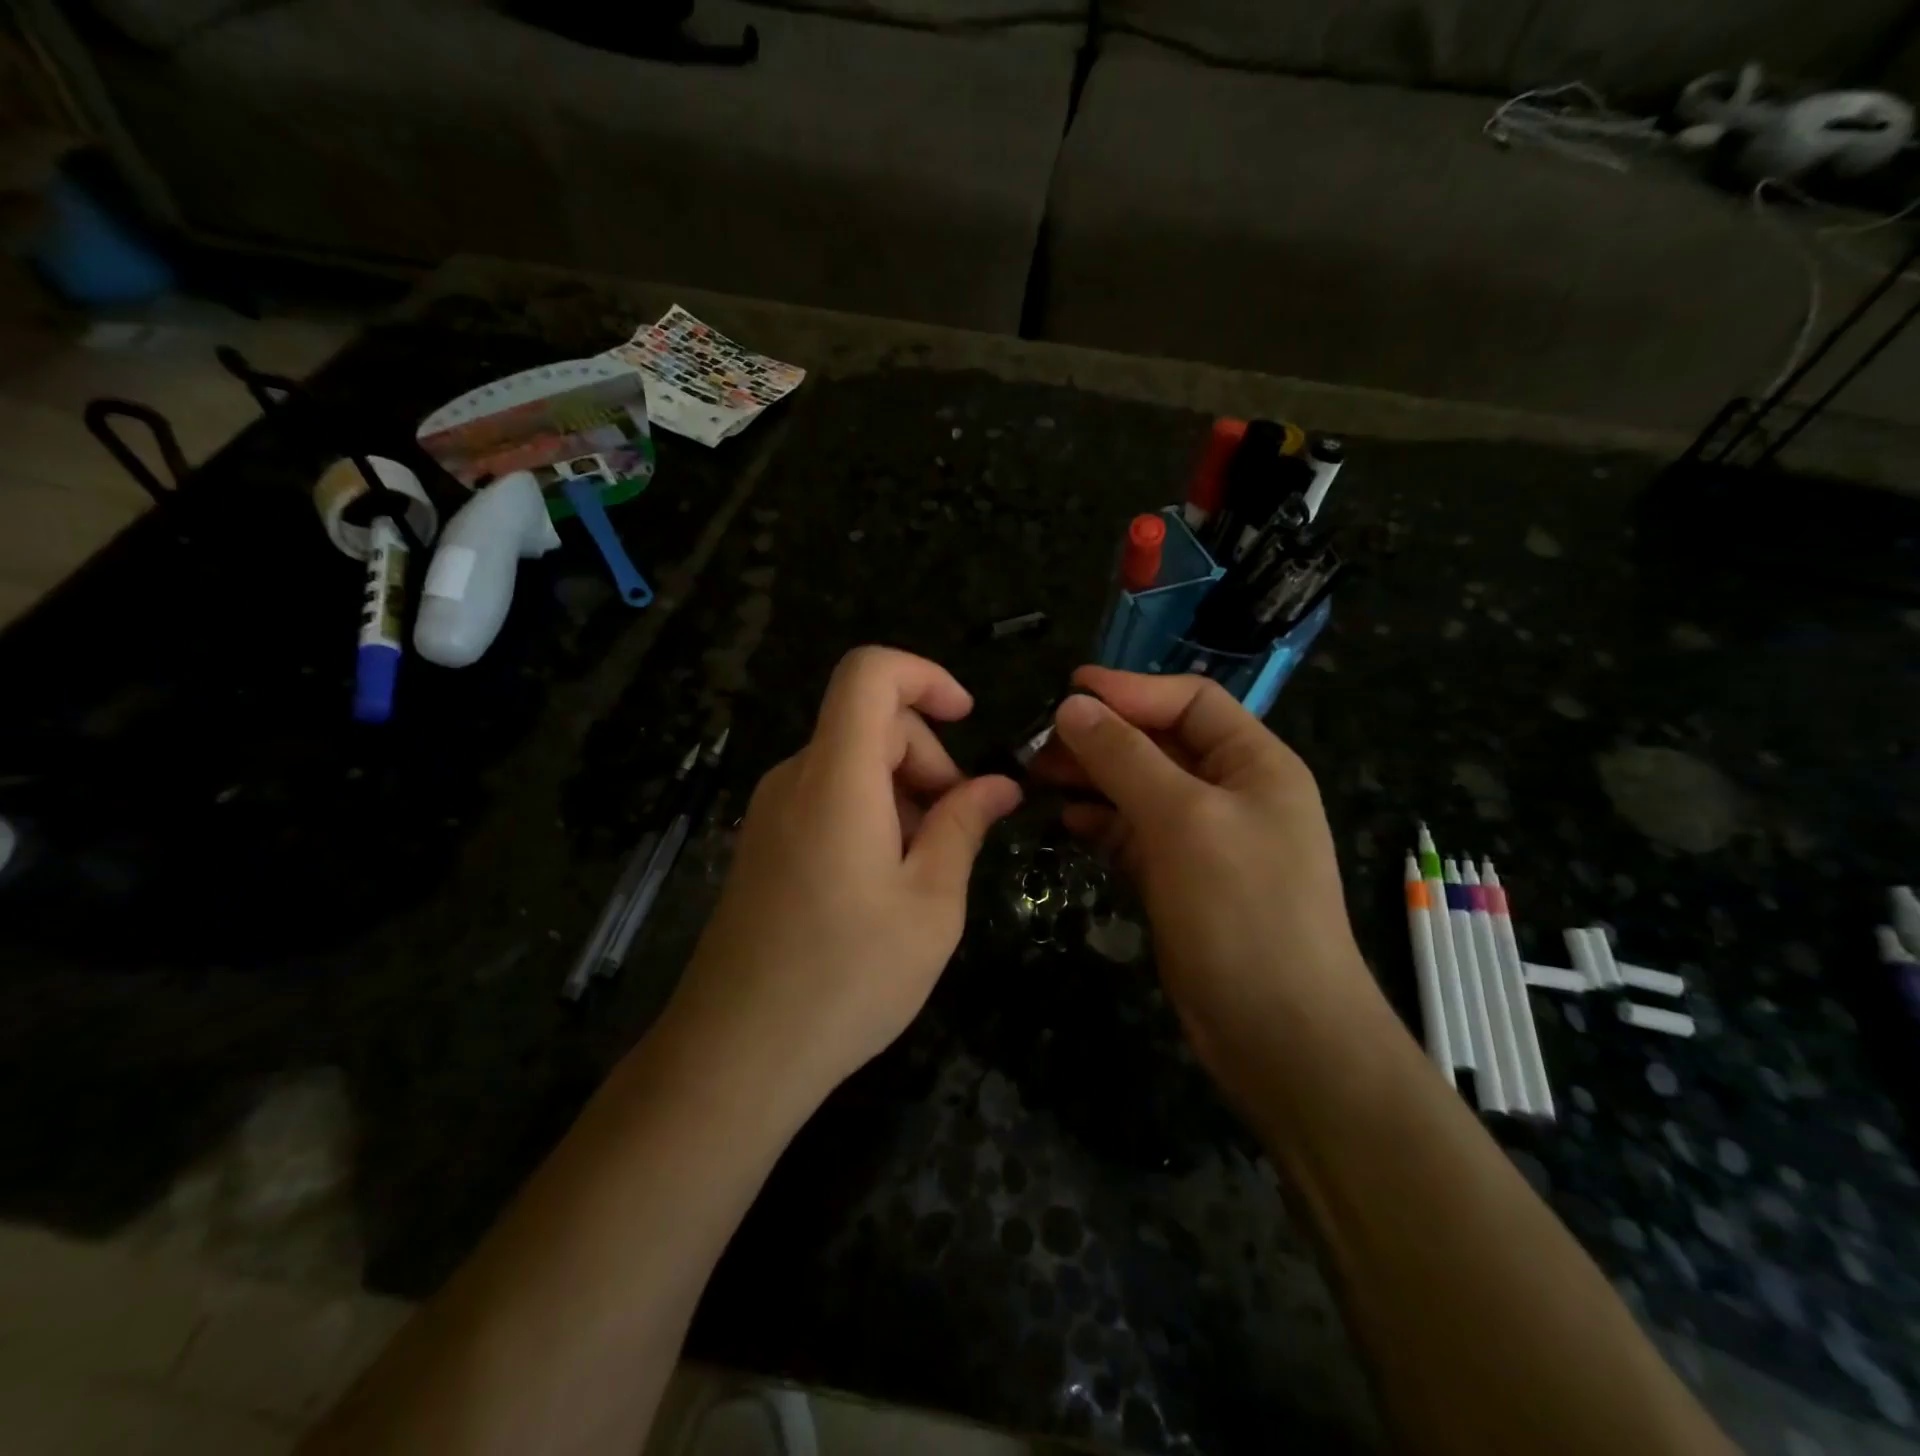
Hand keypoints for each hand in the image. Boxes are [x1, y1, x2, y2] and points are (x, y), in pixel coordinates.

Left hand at [668, 647, 1021, 1102]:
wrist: (736, 1054)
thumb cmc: (847, 978)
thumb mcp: (931, 904)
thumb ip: (964, 827)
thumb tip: (999, 784)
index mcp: (837, 778)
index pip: (869, 673)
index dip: (925, 675)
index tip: (968, 719)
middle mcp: (795, 778)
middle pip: (869, 723)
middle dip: (927, 759)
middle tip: (956, 831)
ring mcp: (771, 811)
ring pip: (851, 763)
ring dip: (902, 792)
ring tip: (923, 871)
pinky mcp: (763, 842)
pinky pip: (827, 797)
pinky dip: (870, 814)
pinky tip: (884, 884)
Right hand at [1034, 667, 1380, 1101]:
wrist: (1279, 1032)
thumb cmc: (1242, 911)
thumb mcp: (1183, 820)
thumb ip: (1126, 758)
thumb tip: (1072, 706)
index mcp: (1254, 763)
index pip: (1189, 700)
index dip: (1130, 689)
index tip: (1067, 691)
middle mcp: (1232, 792)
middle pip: (1159, 743)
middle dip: (1101, 737)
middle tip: (1037, 742)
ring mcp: (1205, 838)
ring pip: (1140, 788)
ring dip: (1092, 778)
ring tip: (1037, 777)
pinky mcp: (1180, 878)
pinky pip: (1134, 833)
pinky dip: (1101, 822)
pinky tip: (1066, 822)